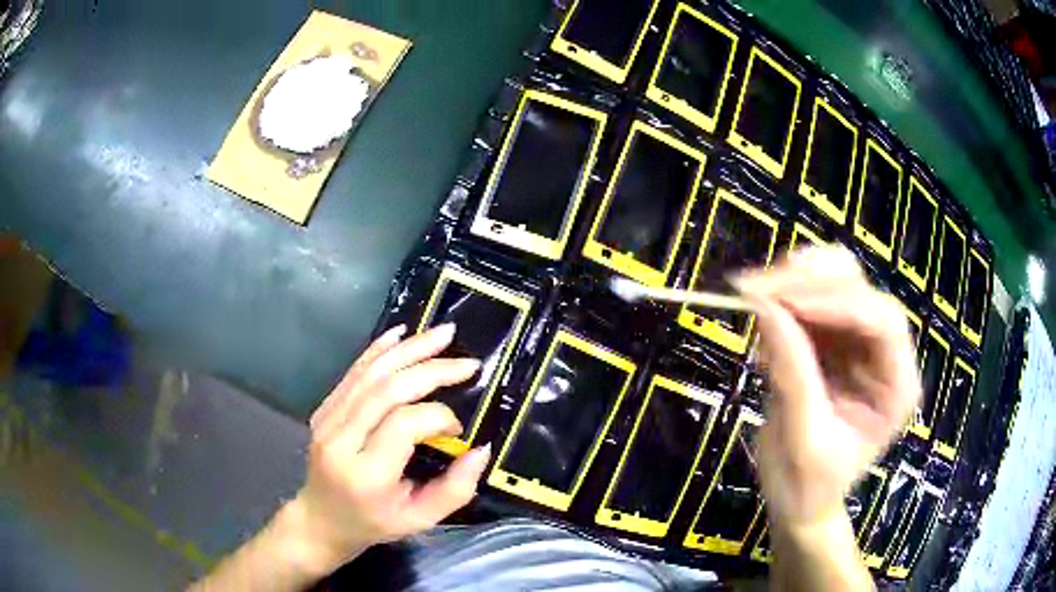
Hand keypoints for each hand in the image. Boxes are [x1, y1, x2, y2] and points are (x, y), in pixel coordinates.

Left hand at [280, 324, 489, 575]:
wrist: (321, 519)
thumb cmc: (374, 523)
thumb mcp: (420, 520)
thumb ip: (455, 489)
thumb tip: (481, 448)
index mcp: (366, 474)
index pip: (403, 424)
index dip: (438, 416)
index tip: (459, 428)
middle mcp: (340, 441)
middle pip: (386, 390)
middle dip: (430, 369)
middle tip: (467, 363)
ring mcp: (327, 421)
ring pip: (369, 374)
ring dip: (409, 350)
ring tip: (443, 335)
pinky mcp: (323, 409)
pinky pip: (353, 373)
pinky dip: (379, 350)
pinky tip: (401, 334)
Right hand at [735, 246, 920, 528]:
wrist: (800, 504)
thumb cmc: (808, 486)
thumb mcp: (803, 440)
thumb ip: (792, 376)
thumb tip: (765, 309)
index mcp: (896, 386)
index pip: (882, 322)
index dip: (837, 303)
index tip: (785, 302)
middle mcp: (886, 355)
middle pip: (861, 290)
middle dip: (811, 281)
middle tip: (759, 288)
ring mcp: (860, 344)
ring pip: (838, 282)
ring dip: (797, 280)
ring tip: (756, 291)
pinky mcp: (834, 341)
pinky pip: (814, 301)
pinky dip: (787, 298)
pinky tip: (764, 312)